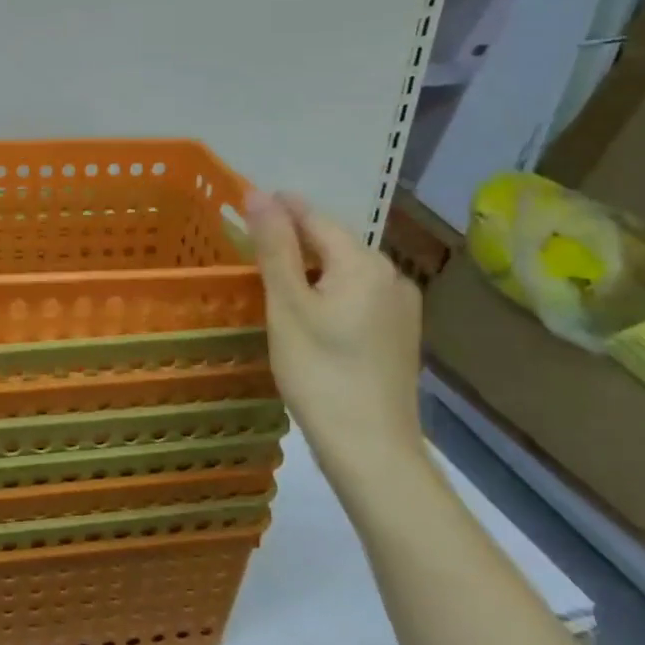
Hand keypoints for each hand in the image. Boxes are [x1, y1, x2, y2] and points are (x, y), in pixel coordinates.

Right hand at [246, 190, 424, 479]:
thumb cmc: (319, 372)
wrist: (372, 449)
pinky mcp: (399, 334)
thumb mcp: (287, 305)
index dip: (278, 209)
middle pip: (333, 242)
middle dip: (293, 239)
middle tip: (250, 248)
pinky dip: (328, 292)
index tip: (244, 207)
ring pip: (345, 270)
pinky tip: (307, 314)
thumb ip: (274, 246)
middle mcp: (391, 275)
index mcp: (364, 263)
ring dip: (309, 267)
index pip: (314, 217)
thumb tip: (258, 194)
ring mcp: (400, 307)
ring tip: (272, 280)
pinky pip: (357, 295)